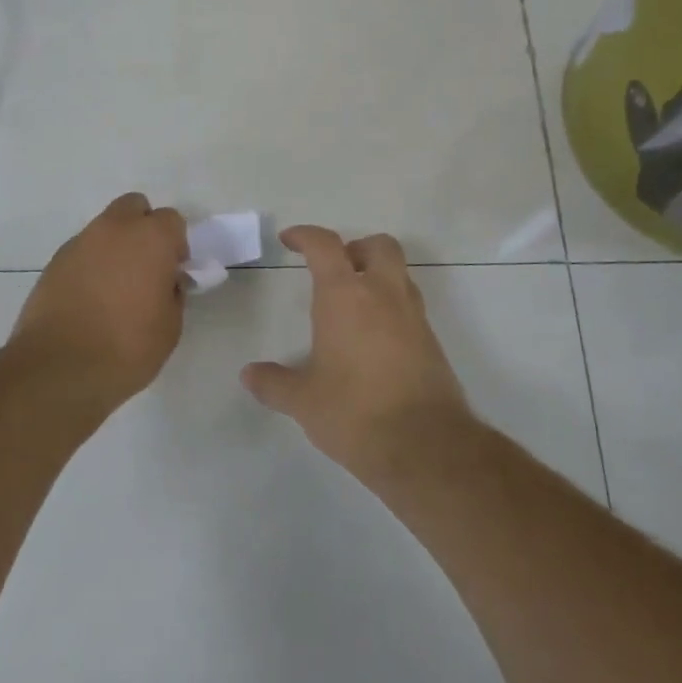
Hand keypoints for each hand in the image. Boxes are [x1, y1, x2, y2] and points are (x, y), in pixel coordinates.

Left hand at [9, 193, 188, 410]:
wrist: (58, 368)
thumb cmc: (127, 347)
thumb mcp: (170, 326)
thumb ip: (172, 293)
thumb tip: (165, 282)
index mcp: (150, 238)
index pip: (172, 220)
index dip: (176, 245)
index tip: (173, 272)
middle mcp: (113, 229)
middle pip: (134, 208)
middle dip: (143, 229)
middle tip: (146, 267)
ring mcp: (79, 243)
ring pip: (104, 229)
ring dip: (114, 247)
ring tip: (114, 289)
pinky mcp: (53, 263)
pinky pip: (82, 252)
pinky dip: (90, 265)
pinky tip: (89, 300)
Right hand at [242, 226, 471, 476]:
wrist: (426, 446)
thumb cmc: (354, 412)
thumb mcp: (303, 401)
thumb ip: (274, 383)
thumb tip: (249, 374)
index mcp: (345, 296)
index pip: (325, 246)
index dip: (305, 236)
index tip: (289, 240)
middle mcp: (384, 295)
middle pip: (378, 246)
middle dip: (355, 248)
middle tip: (335, 269)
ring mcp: (414, 317)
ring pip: (400, 274)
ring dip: (377, 276)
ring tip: (353, 305)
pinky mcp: (432, 342)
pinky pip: (410, 307)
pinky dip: (391, 308)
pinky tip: (373, 341)